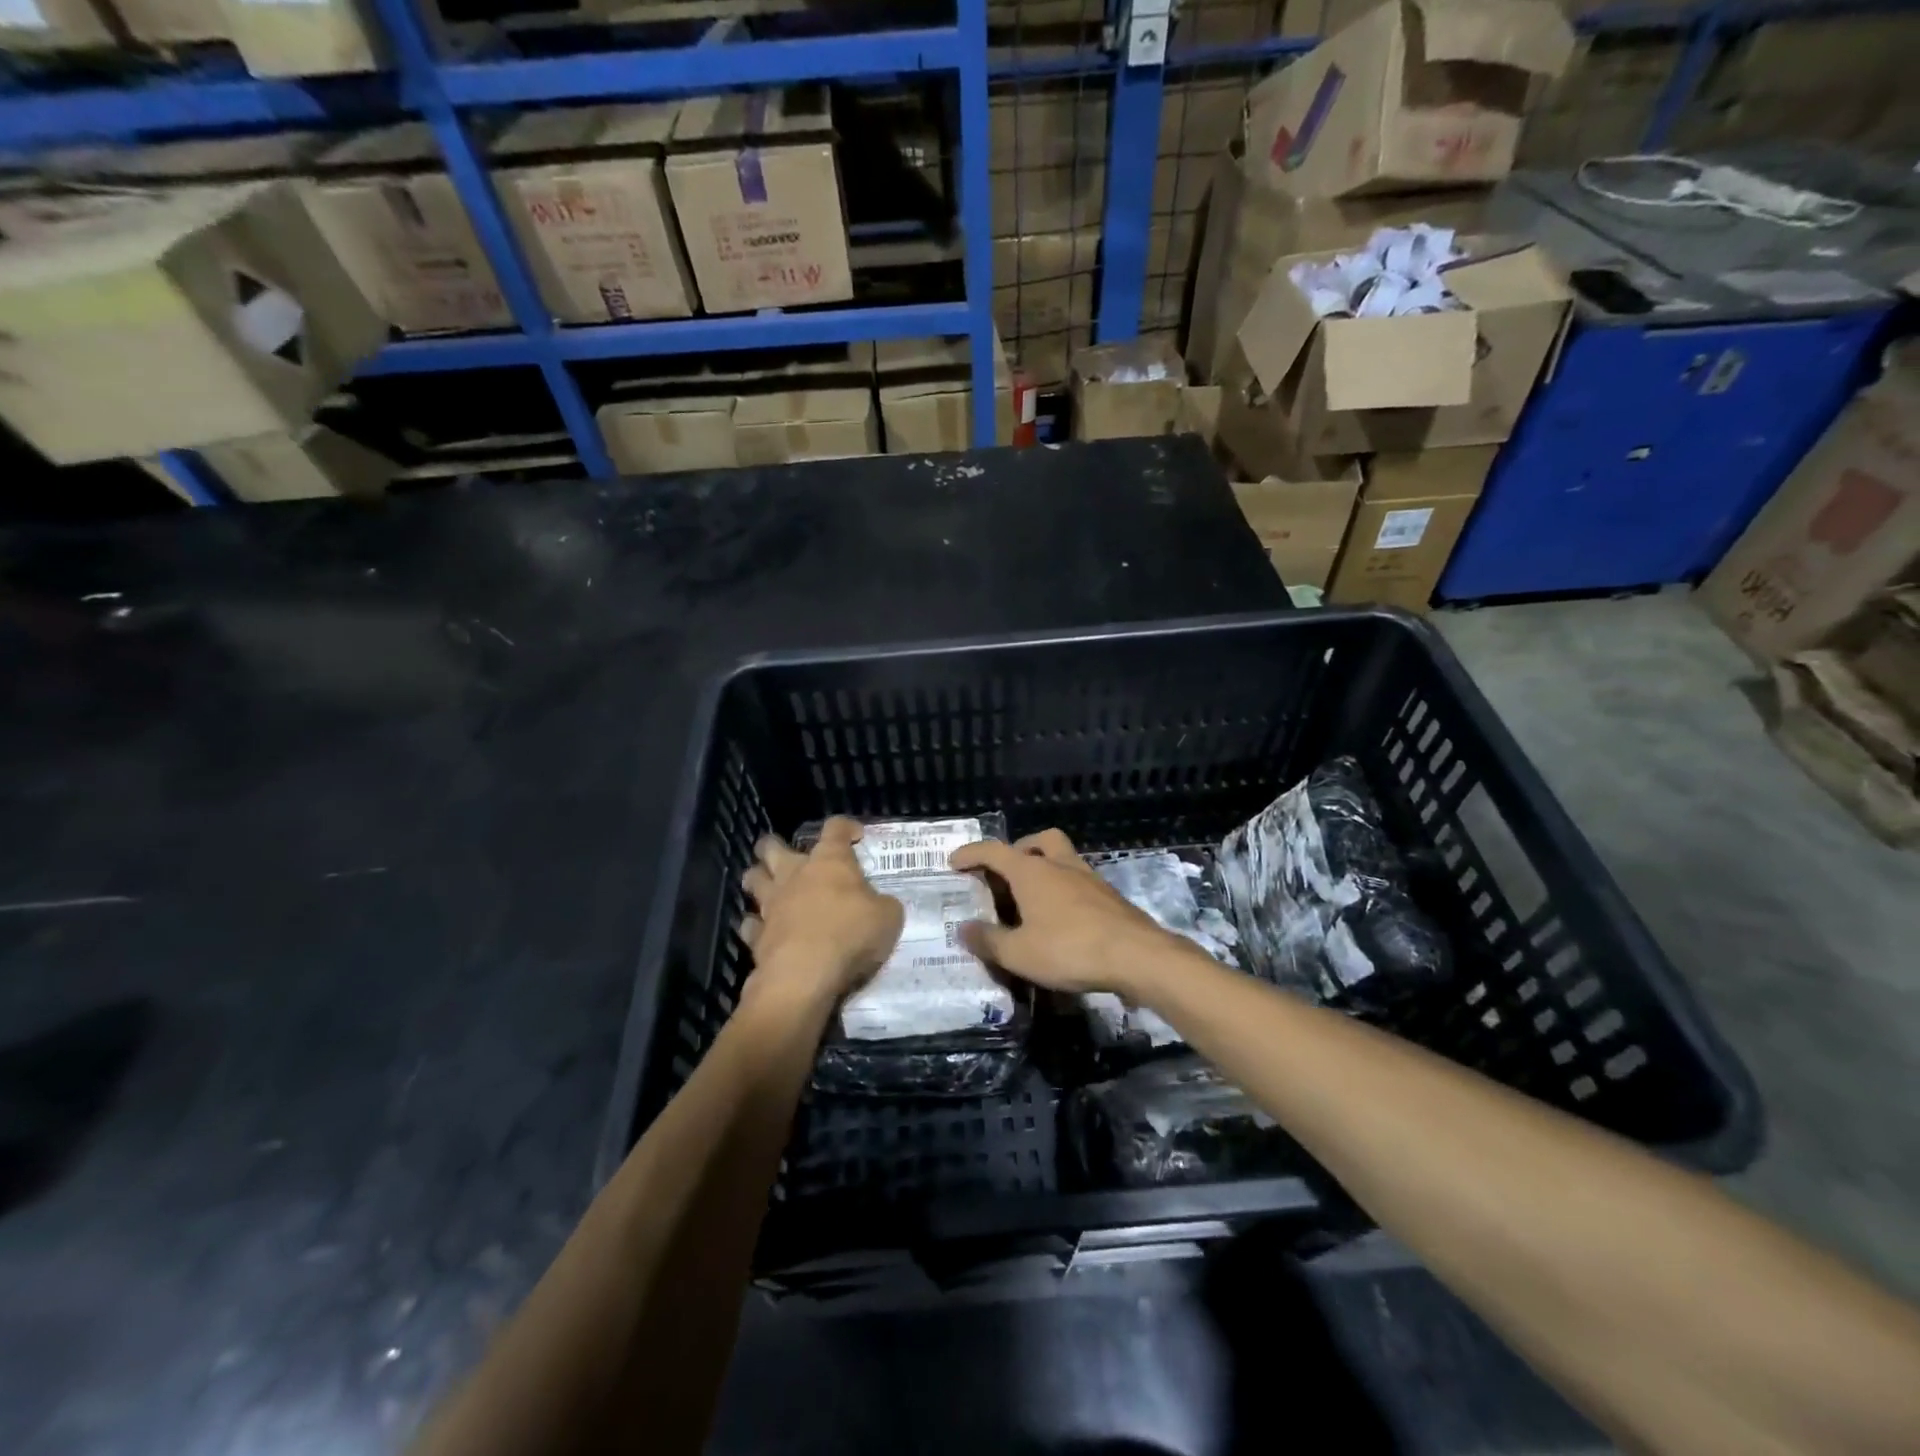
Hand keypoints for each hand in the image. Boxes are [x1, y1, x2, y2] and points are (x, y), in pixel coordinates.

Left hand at [740, 817, 903, 1005]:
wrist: (805, 975)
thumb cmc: (850, 935)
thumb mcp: (888, 917)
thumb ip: (882, 904)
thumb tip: (878, 905)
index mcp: (830, 862)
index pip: (835, 829)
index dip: (845, 827)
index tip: (855, 836)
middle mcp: (794, 875)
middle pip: (773, 847)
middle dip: (775, 846)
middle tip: (787, 854)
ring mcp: (771, 904)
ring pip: (753, 880)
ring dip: (758, 879)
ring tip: (766, 886)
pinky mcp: (756, 936)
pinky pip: (750, 924)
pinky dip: (755, 925)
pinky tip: (763, 930)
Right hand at [948, 829, 1181, 997]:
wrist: (1136, 956)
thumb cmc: (1069, 949)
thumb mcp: (1019, 954)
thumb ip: (988, 940)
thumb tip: (963, 929)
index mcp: (1032, 872)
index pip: (994, 852)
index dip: (971, 854)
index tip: (954, 862)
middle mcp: (1060, 865)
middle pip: (1038, 841)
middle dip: (1018, 850)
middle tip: (1005, 873)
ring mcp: (1089, 878)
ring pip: (1063, 857)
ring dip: (1044, 868)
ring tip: (1031, 898)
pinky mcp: (1108, 896)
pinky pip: (1078, 881)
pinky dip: (1064, 889)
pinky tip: (1060, 917)